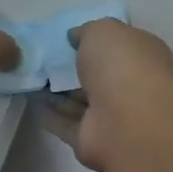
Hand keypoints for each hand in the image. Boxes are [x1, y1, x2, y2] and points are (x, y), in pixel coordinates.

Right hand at [42, 19, 172, 171]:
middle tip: (42, 58)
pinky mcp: (91, 140)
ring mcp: (113, 116)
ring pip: (81, 100)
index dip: (94, 41)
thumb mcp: (103, 31)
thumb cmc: (123, 65)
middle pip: (98, 76)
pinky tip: (30, 101)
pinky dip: (50, 114)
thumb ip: (87, 31)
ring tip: (29, 77)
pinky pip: (66, 123)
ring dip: (58, 91)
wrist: (130, 122)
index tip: (66, 38)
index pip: (119, 46)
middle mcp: (131, 87)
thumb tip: (75, 37)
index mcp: (143, 57)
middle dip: (74, 68)